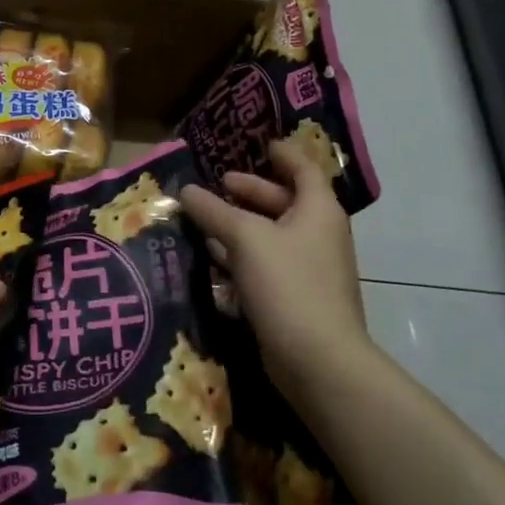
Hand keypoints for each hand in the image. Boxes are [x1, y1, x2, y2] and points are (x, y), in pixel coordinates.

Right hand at [180, 140, 367, 412]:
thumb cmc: (288, 284)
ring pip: (270, 237)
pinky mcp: (293, 299)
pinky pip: (264, 267)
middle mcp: (317, 235)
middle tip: (217, 185)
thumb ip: (214, 211)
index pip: (303, 169)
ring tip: (203, 220)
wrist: (318, 360)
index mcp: (317, 210)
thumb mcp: (245, 238)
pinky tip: (211, 260)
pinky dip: (240, 258)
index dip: (282, 154)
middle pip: (283, 202)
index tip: (260, 144)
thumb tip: (187, 190)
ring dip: (239, 227)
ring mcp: (307, 269)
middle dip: (249, 192)